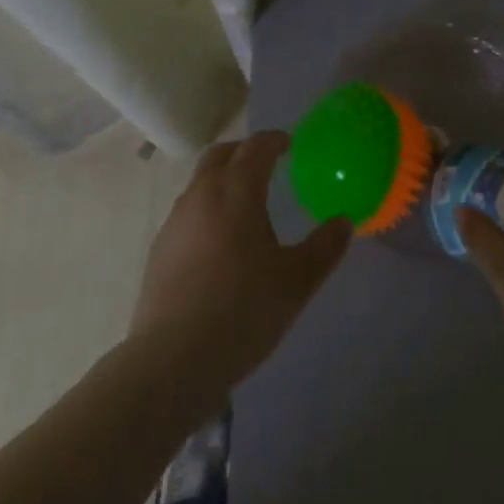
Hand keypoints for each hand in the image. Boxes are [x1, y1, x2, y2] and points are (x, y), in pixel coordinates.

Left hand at [129, 130, 351, 412]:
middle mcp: (201, 196)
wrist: (171, 363)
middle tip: (268, 165)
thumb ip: (325, 247)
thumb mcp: (297, 281)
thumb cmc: (242, 311)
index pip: (256, 147)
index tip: (290, 145)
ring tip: (247, 208)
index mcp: (237, 192)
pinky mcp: (159, 252)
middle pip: (221, 154)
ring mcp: (175, 223)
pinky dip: (208, 210)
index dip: (275, 140)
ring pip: (200, 183)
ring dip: (224, 181)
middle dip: (245, 152)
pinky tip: (221, 245)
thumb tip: (344, 222)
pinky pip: (188, 213)